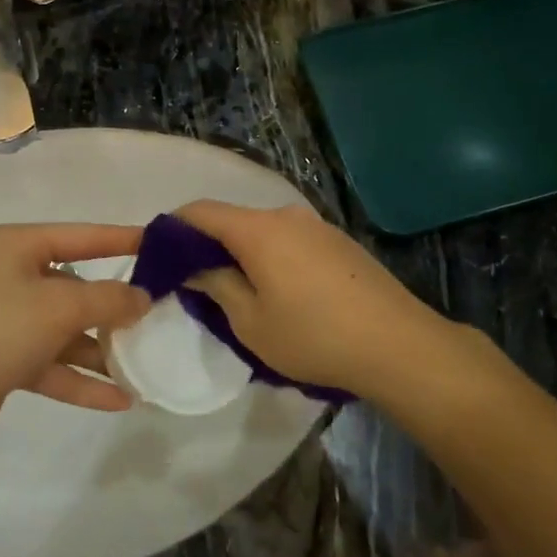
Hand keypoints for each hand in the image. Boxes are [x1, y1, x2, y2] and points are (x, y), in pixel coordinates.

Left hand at [0, 223, 149, 452]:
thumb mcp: (58, 307)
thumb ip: (108, 300)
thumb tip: (142, 297)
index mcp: (17, 247)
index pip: (81, 236)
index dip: (122, 239)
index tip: (161, 245)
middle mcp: (10, 277)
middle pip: (75, 286)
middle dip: (114, 306)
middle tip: (159, 316)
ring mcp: (4, 321)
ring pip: (65, 330)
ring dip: (100, 350)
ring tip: (145, 365)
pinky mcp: (1, 361)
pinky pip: (51, 365)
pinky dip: (81, 380)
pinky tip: (120, 400)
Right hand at [177, 201, 454, 399]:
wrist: (399, 345)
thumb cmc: (313, 336)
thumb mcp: (250, 322)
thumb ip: (216, 286)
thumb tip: (195, 267)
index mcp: (258, 230)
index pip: (199, 211)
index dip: (172, 228)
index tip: (157, 254)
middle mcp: (286, 216)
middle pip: (232, 220)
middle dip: (207, 245)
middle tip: (193, 281)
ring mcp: (317, 226)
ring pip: (263, 231)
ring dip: (241, 253)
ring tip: (236, 291)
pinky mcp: (339, 243)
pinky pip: (290, 241)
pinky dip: (270, 257)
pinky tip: (279, 292)